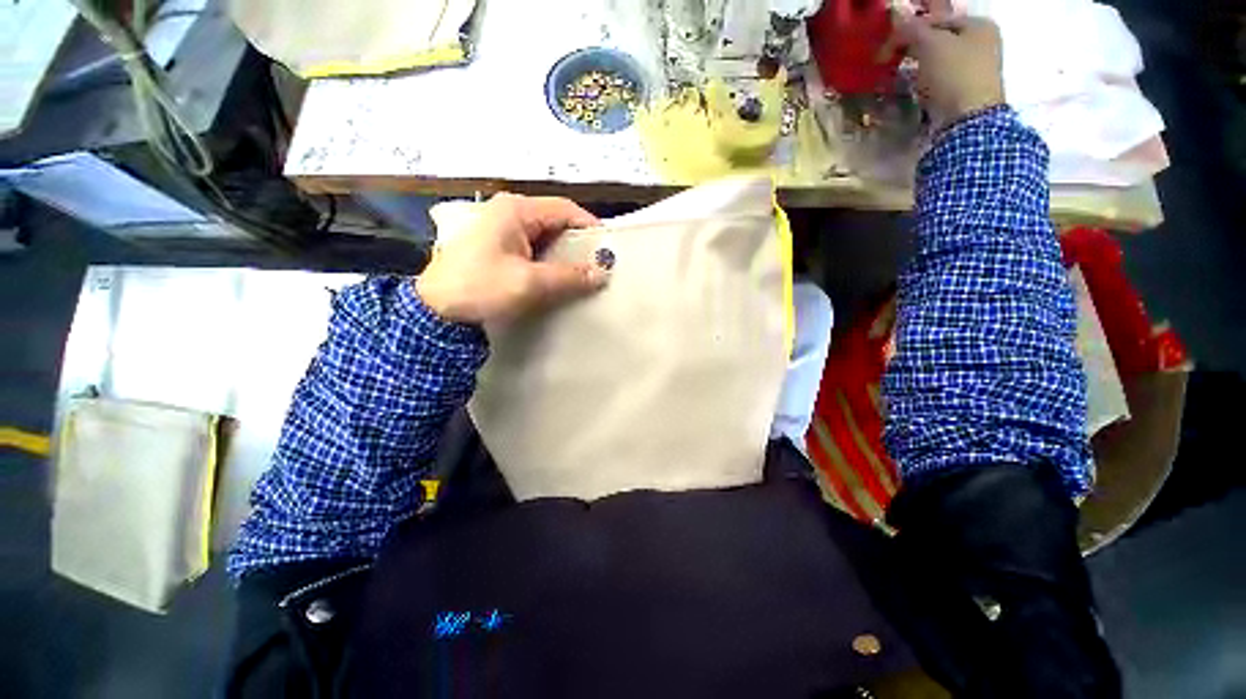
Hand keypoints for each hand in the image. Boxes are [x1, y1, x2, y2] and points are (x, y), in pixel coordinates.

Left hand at [416, 193, 606, 324]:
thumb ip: (569, 276)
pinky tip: (560, 276)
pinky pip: (534, 248)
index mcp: (516, 210)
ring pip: (546, 236)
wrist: (437, 310)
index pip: (565, 209)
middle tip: (599, 264)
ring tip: (584, 273)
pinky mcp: (499, 246)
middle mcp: (509, 212)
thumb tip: (602, 272)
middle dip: (578, 243)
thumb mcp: (529, 283)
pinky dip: (550, 260)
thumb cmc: (482, 288)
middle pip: (556, 221)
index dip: (590, 227)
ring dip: (565, 254)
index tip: (608, 249)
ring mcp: (502, 229)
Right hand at [896, 6, 1004, 126]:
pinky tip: (915, 91)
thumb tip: (895, 12)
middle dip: (913, 49)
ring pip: (938, 60)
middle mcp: (982, 43)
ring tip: (900, 78)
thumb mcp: (930, 45)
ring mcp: (976, 69)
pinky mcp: (967, 92)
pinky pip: (941, 80)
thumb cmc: (953, 75)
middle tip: (892, 62)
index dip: (909, 31)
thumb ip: (912, 28)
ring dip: (917, 67)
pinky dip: (925, 83)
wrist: (968, 121)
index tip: (887, 49)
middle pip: (938, 39)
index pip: (936, 18)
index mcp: (978, 24)